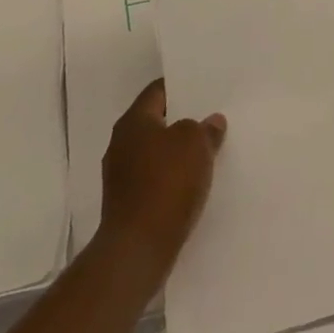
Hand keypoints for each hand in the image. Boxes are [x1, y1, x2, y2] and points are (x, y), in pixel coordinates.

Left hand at [97, 80, 226, 279]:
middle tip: (212, 116)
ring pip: (157, 152)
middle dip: (182, 120)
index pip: (157, 91)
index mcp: (133, 122)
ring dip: (179, 150)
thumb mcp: (195, 143)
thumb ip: (204, 127)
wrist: (139, 246)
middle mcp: (121, 144)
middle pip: (156, 122)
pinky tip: (195, 179)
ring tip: (209, 148)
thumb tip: (210, 122)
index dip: (182, 86)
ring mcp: (122, 175)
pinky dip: (174, 175)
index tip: (205, 86)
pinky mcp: (128, 202)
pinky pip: (156, 177)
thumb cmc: (167, 182)